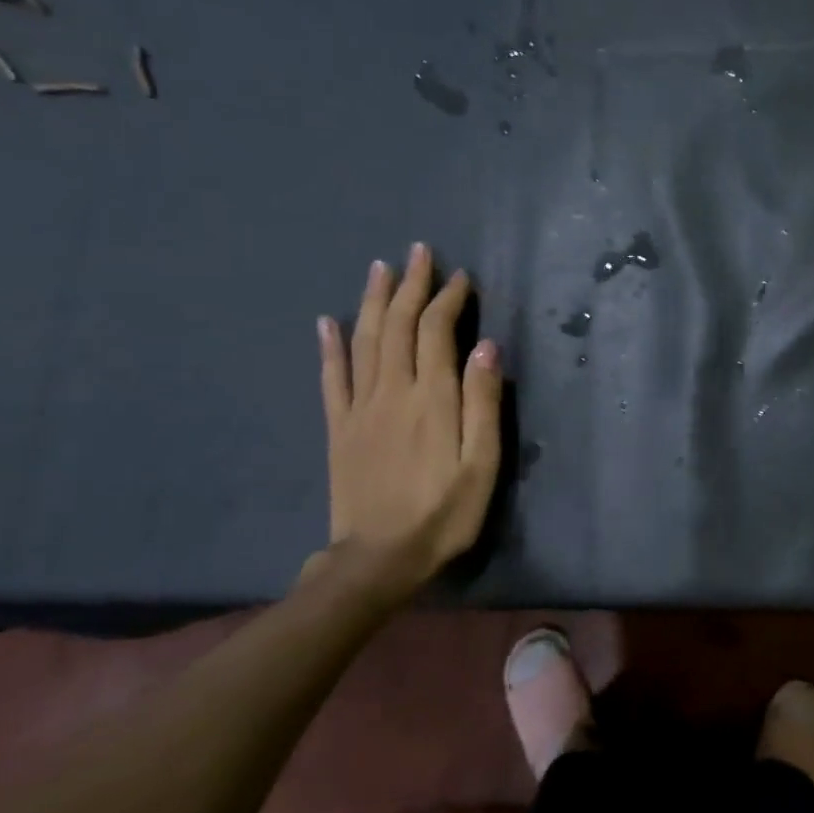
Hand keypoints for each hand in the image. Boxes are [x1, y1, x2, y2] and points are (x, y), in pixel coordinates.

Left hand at [314, 243, 501, 605]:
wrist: (378, 560)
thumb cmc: (444, 513)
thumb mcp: (482, 464)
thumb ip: (484, 403)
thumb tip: (487, 346)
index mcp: (432, 399)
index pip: (436, 332)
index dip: (447, 300)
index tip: (460, 277)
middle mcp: (392, 392)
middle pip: (397, 326)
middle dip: (410, 286)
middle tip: (419, 252)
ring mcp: (360, 408)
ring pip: (364, 341)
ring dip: (372, 300)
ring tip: (379, 268)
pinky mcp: (339, 428)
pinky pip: (331, 378)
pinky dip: (329, 346)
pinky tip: (326, 322)